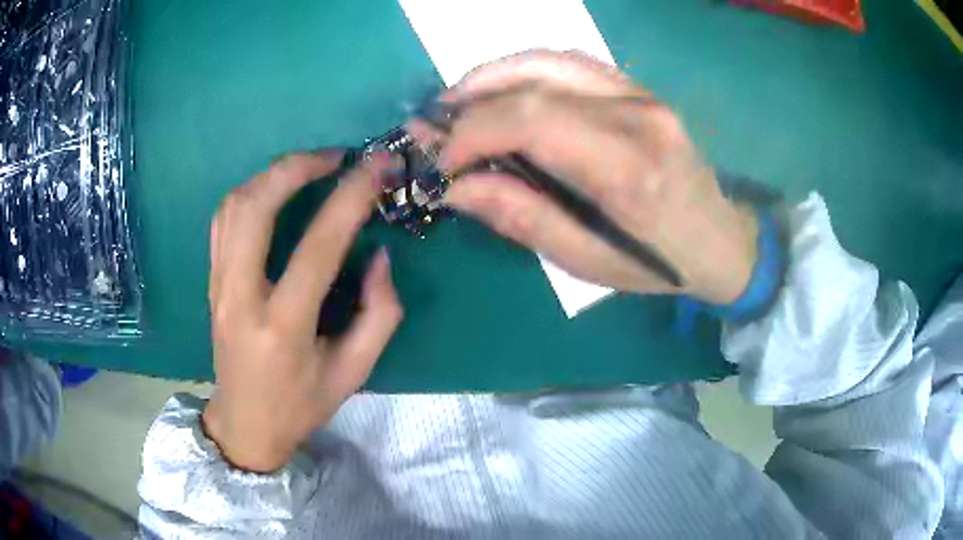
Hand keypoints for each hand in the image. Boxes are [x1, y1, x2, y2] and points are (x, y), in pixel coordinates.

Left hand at [203, 152, 402, 472]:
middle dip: (296, 167)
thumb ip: (378, 313)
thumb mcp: (354, 372)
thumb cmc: (301, 405)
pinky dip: (250, 192)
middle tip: (335, 156)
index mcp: (283, 327)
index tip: (377, 167)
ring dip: (272, 174)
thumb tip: (378, 255)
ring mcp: (219, 286)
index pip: (318, 246)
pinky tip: (273, 189)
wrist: (245, 424)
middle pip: (255, 208)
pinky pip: (222, 221)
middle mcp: (241, 298)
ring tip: (309, 165)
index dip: (351, 198)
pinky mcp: (211, 282)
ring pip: (233, 206)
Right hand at [414, 50, 757, 304]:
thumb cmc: (659, 264)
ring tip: (457, 104)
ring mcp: (641, 93)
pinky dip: (524, 71)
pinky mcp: (640, 88)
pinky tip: (502, 91)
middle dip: (469, 102)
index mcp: (628, 169)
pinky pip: (570, 62)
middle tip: (434, 128)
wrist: (722, 240)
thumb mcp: (588, 262)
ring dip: (491, 76)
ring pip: (547, 59)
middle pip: (533, 83)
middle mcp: (637, 115)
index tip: (438, 158)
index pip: (531, 119)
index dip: (471, 131)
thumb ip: (522, 217)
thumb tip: (454, 186)